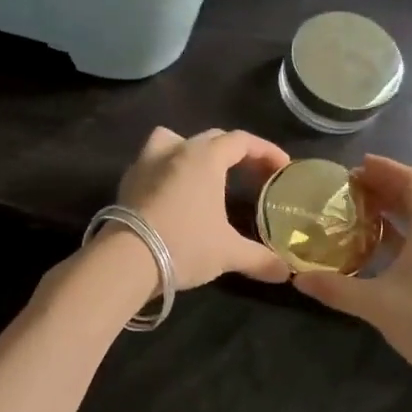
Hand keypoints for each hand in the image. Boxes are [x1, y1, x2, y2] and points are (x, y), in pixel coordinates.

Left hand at [112, 127, 291, 288]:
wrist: (126, 259)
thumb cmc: (184, 245)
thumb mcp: (228, 253)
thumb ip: (260, 259)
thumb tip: (286, 272)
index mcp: (205, 158)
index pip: (241, 141)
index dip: (266, 151)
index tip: (282, 167)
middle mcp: (176, 150)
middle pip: (211, 139)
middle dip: (235, 152)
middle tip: (251, 173)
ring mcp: (147, 162)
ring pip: (174, 140)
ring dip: (193, 150)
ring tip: (204, 173)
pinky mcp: (128, 181)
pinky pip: (153, 162)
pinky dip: (168, 169)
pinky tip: (173, 193)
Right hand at [293, 155, 411, 383]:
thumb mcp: (377, 304)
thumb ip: (335, 288)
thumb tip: (296, 278)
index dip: (386, 170)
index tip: (356, 166)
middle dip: (388, 187)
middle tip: (352, 187)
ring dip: (397, 210)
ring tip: (362, 211)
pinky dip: (405, 233)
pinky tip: (382, 248)